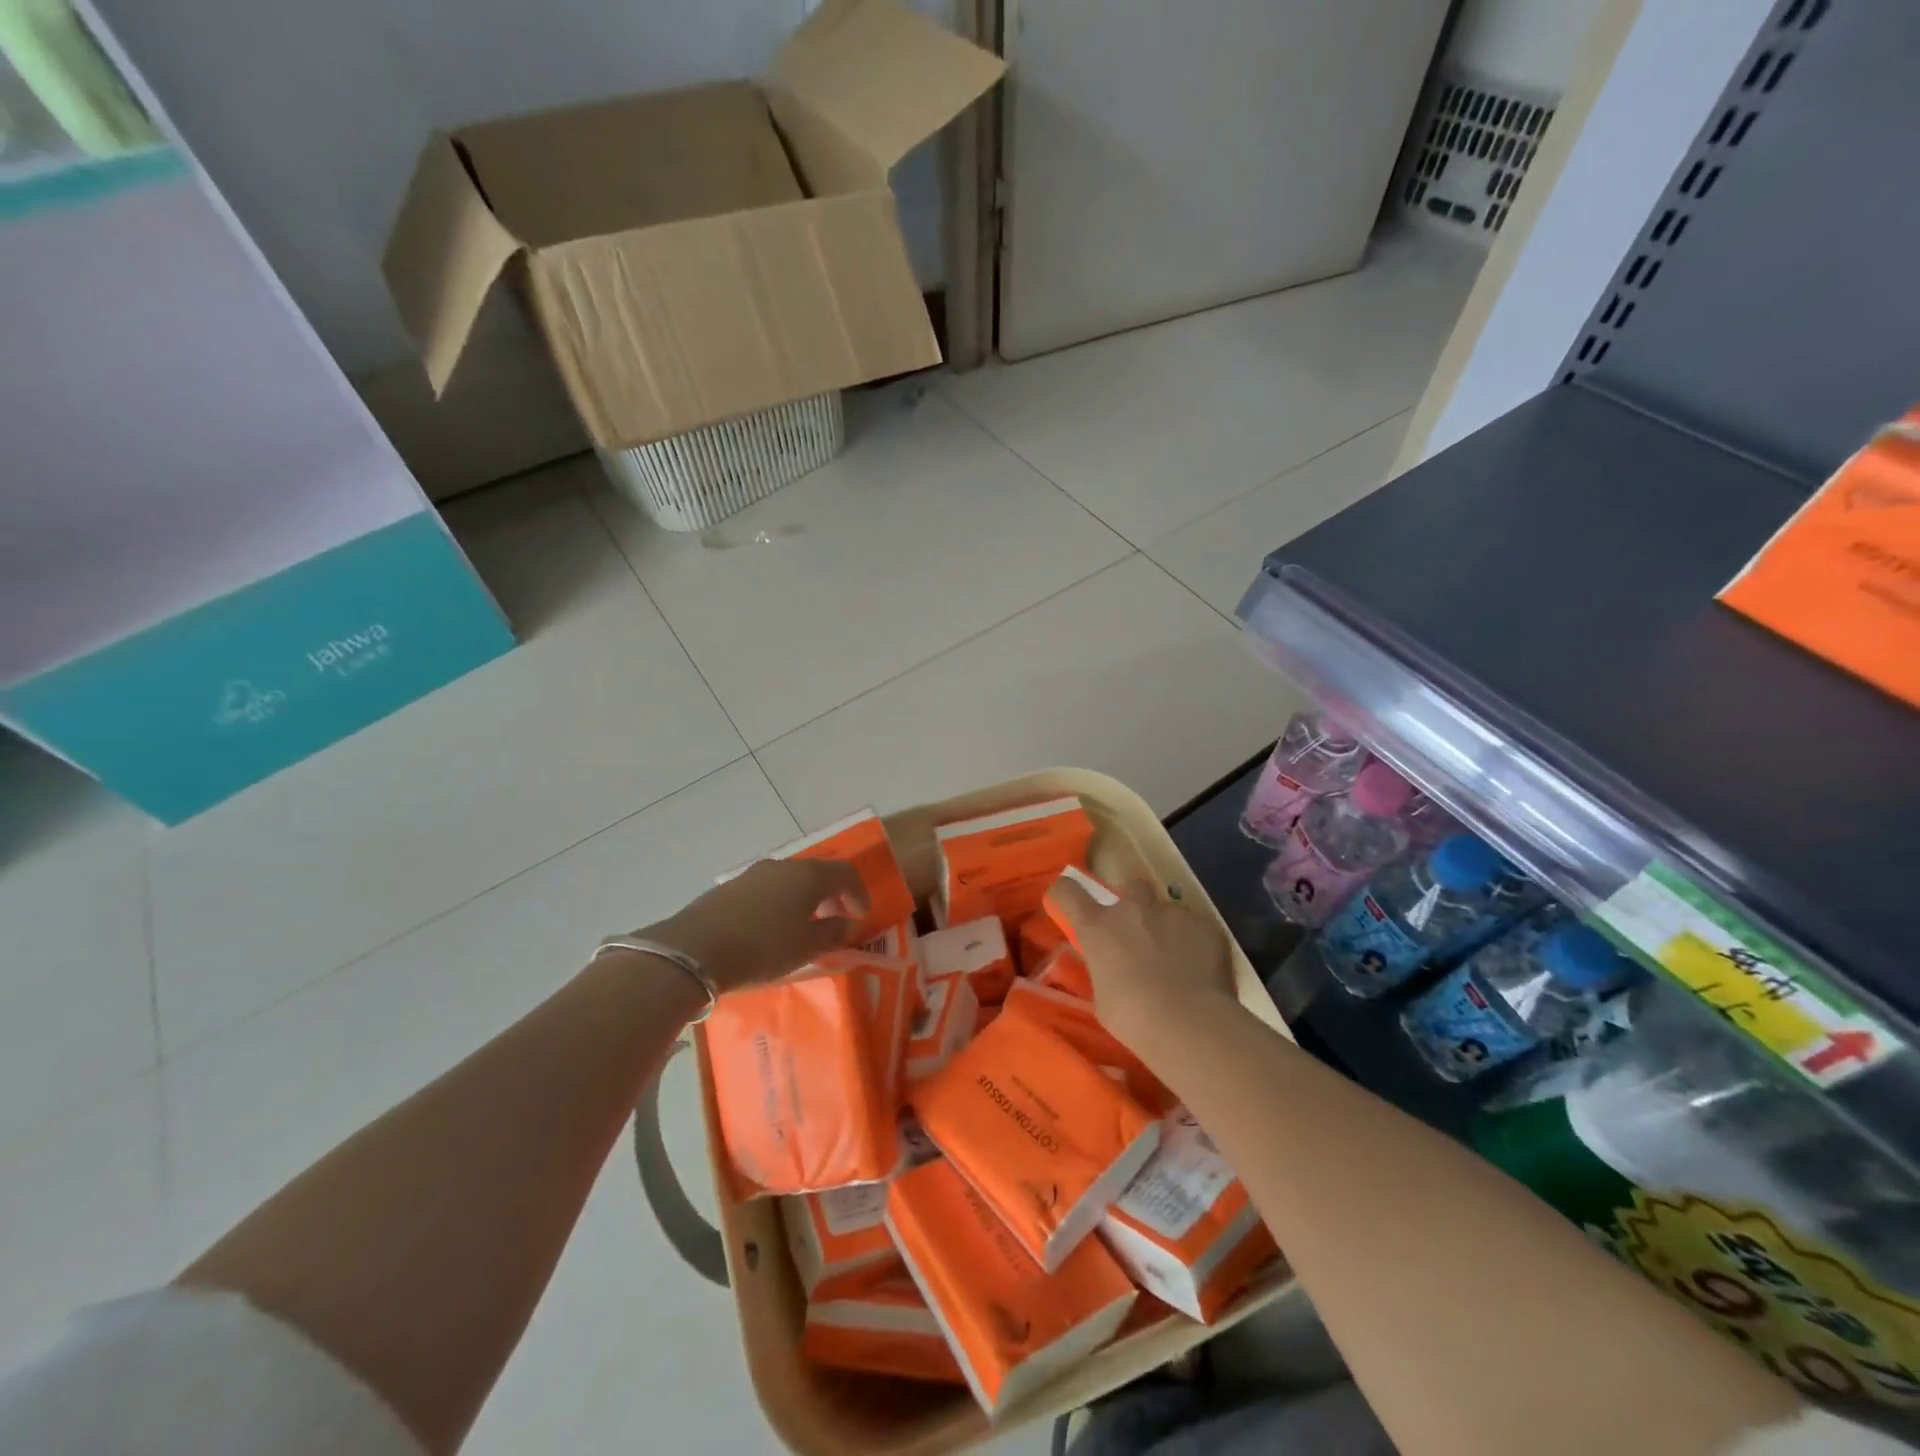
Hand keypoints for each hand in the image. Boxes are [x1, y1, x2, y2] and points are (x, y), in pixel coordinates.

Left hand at [645, 859, 867, 993]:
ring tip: (805, 925)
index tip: (861, 916)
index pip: (845, 873)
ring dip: (805, 898)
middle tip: (838, 919)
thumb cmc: (763, 947)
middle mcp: (783, 866)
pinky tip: (773, 927)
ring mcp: (754, 874)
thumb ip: (832, 933)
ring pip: (790, 880)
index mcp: (808, 875)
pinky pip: (768, 889)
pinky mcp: (730, 887)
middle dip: (832, 895)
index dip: (858, 893)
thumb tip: (846, 923)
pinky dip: (781, 902)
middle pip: (817, 873)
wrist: (694, 950)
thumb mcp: (806, 947)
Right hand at [1044, 875, 1237, 1049]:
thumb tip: (1110, 967)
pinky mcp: (1206, 925)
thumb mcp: (1103, 999)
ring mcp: (1172, 913)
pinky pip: (1196, 926)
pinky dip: (1195, 942)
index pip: (1067, 892)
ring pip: (1167, 908)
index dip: (1066, 894)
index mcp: (1099, 927)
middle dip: (1133, 903)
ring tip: (1176, 958)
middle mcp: (1133, 909)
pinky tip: (1201, 969)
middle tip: (1138, 932)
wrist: (1191, 1024)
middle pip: (1129, 885)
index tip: (1070, 905)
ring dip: (1166, 926)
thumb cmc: (1135, 1019)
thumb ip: (1105, 970)